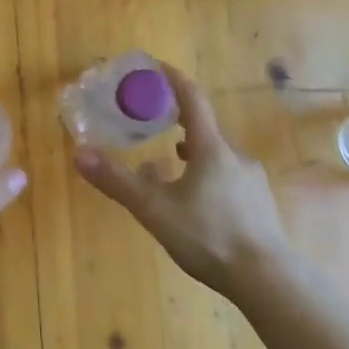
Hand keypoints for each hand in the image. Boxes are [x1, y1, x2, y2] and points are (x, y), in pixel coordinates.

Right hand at [74, 62, 288, 295]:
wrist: (268, 282)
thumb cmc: (209, 236)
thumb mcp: (155, 209)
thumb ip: (118, 181)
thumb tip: (80, 154)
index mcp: (211, 148)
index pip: (192, 99)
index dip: (172, 79)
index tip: (155, 67)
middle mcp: (235, 156)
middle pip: (205, 126)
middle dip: (179, 118)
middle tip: (154, 117)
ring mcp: (252, 181)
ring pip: (217, 154)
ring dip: (193, 149)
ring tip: (171, 158)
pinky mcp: (260, 205)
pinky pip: (228, 176)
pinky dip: (207, 174)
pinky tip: (196, 197)